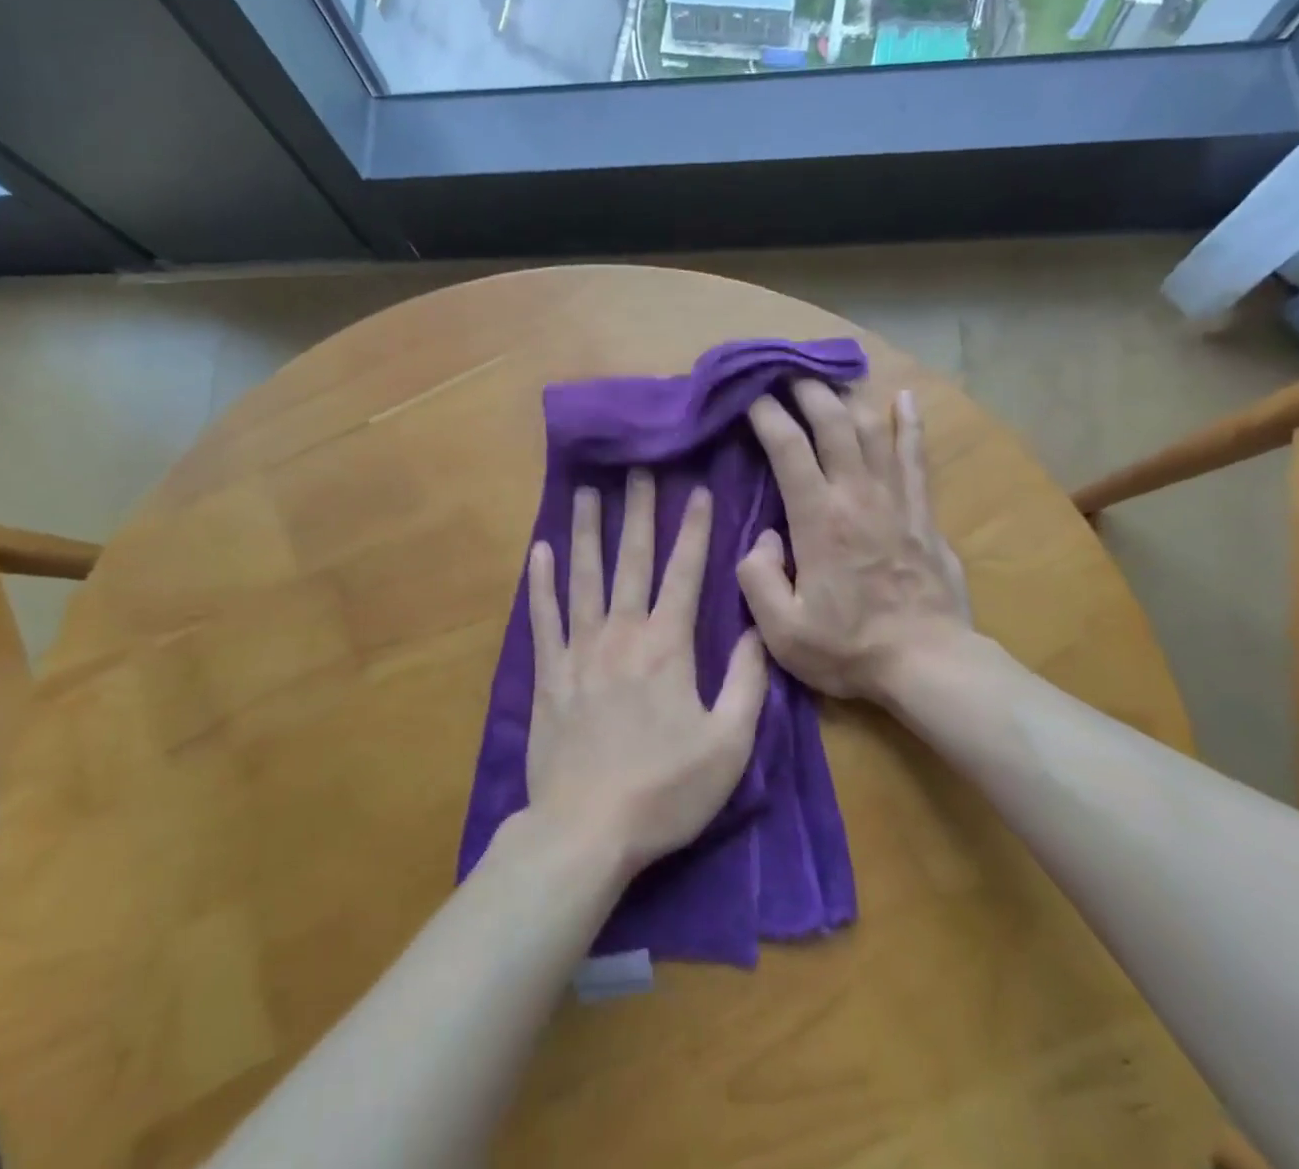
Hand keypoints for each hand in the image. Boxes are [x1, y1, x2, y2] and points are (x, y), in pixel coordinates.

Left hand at [525, 470, 769, 880]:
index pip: (686, 573)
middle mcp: (621, 634)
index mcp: (668, 646)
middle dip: (639, 511)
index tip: (698, 489)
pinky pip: (543, 617)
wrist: (586, 831)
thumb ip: (748, 683)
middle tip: (638, 468)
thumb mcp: (729, 744)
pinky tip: (540, 550)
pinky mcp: (547, 674)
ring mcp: (579, 650)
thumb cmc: (665, 792)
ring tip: (588, 491)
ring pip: (584, 577)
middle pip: (632, 560)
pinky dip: (540, 582)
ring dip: (588, 531)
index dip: (695, 529)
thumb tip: (759, 630)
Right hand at [738, 383, 970, 703]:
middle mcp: (857, 495)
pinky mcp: (923, 511)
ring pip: (872, 429)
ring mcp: (896, 498)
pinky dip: (910, 423)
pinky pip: (916, 456)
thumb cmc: (849, 648)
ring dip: (848, 397)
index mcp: (818, 519)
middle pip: (833, 422)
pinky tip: (905, 398)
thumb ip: (757, 577)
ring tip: (827, 380)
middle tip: (785, 374)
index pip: (788, 447)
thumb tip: (764, 538)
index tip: (749, 397)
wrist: (928, 663)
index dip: (766, 415)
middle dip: (806, 391)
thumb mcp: (782, 630)